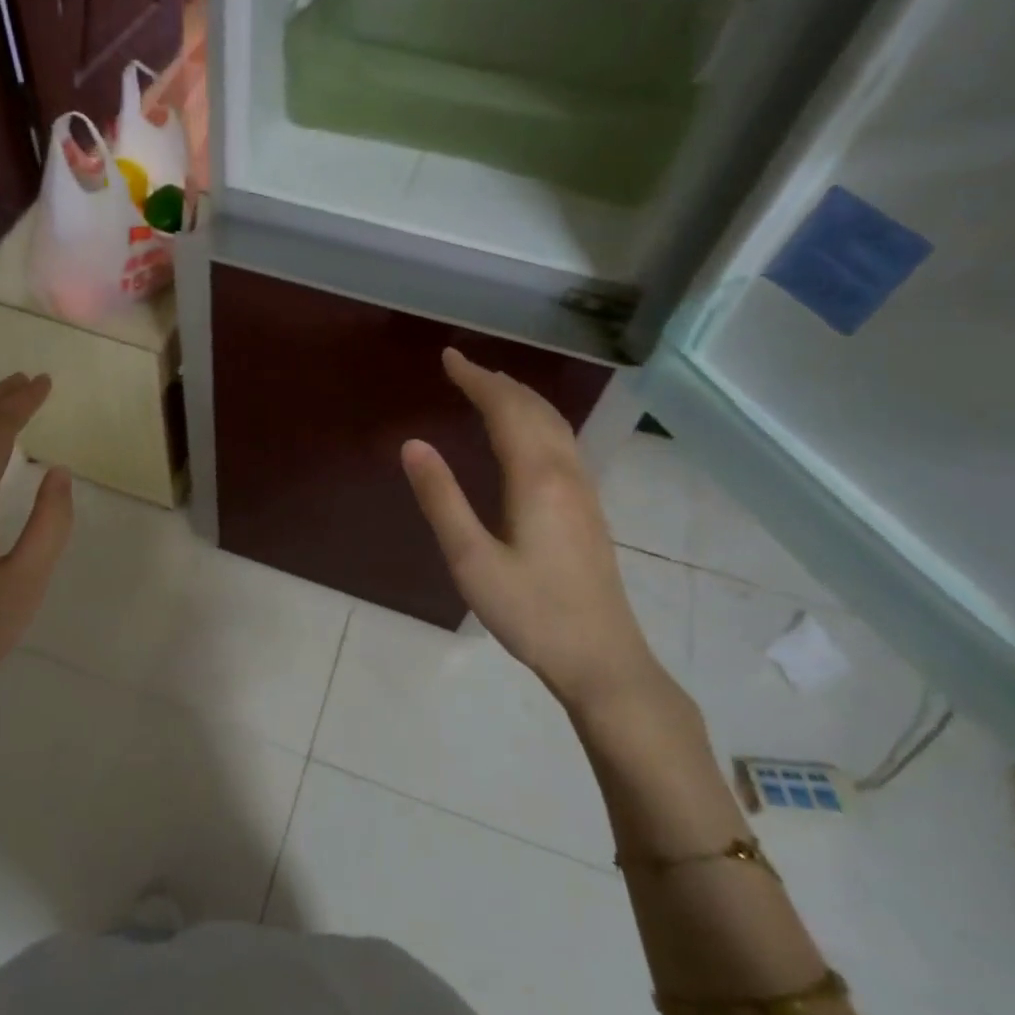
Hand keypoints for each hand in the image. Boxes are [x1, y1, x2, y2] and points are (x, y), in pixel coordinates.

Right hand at [401, 348, 679, 722]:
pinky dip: (536, 420)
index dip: (476, 379)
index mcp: (537, 477)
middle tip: (462, 367)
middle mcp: (566, 471)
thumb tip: (413, 444)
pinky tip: (526, 435)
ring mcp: (583, 489)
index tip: (448, 356)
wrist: (601, 658)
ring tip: (490, 388)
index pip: (505, 409)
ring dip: (520, 398)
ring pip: (554, 423)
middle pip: (534, 409)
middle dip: (497, 382)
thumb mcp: (471, 560)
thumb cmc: (530, 612)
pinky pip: (561, 442)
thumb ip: (441, 499)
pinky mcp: (588, 508)